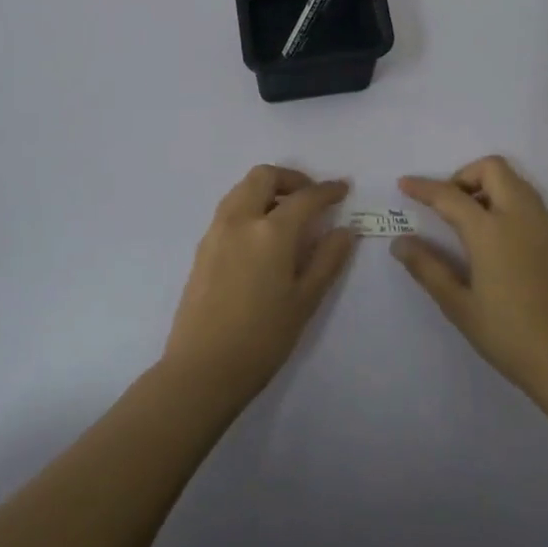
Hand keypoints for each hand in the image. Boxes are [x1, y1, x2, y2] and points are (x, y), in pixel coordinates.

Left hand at [163, 166, 357, 404]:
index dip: (327, 190)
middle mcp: (240, 220)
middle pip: (264, 177)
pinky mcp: (202, 247)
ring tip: (287, 213)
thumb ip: (327, 260)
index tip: (343, 189)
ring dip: (267, 189)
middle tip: (311, 196)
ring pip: (242, 189)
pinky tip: (262, 235)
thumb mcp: (304, 301)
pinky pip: (229, 209)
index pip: (305, 198)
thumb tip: (345, 230)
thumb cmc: (262, 339)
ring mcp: (216, 232)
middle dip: (291, 178)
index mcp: (270, 232)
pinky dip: (249, 205)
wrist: (202, 369)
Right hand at [394, 156, 547, 400]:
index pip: (450, 195)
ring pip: (516, 182)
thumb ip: (427, 268)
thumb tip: (400, 242)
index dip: (423, 187)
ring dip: (490, 188)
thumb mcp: (459, 306)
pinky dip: (511, 205)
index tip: (404, 184)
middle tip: (449, 207)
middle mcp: (522, 216)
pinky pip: (533, 204)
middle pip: (492, 169)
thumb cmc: (510, 336)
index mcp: (491, 231)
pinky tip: (503, 243)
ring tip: (473, 225)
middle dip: (464, 176)